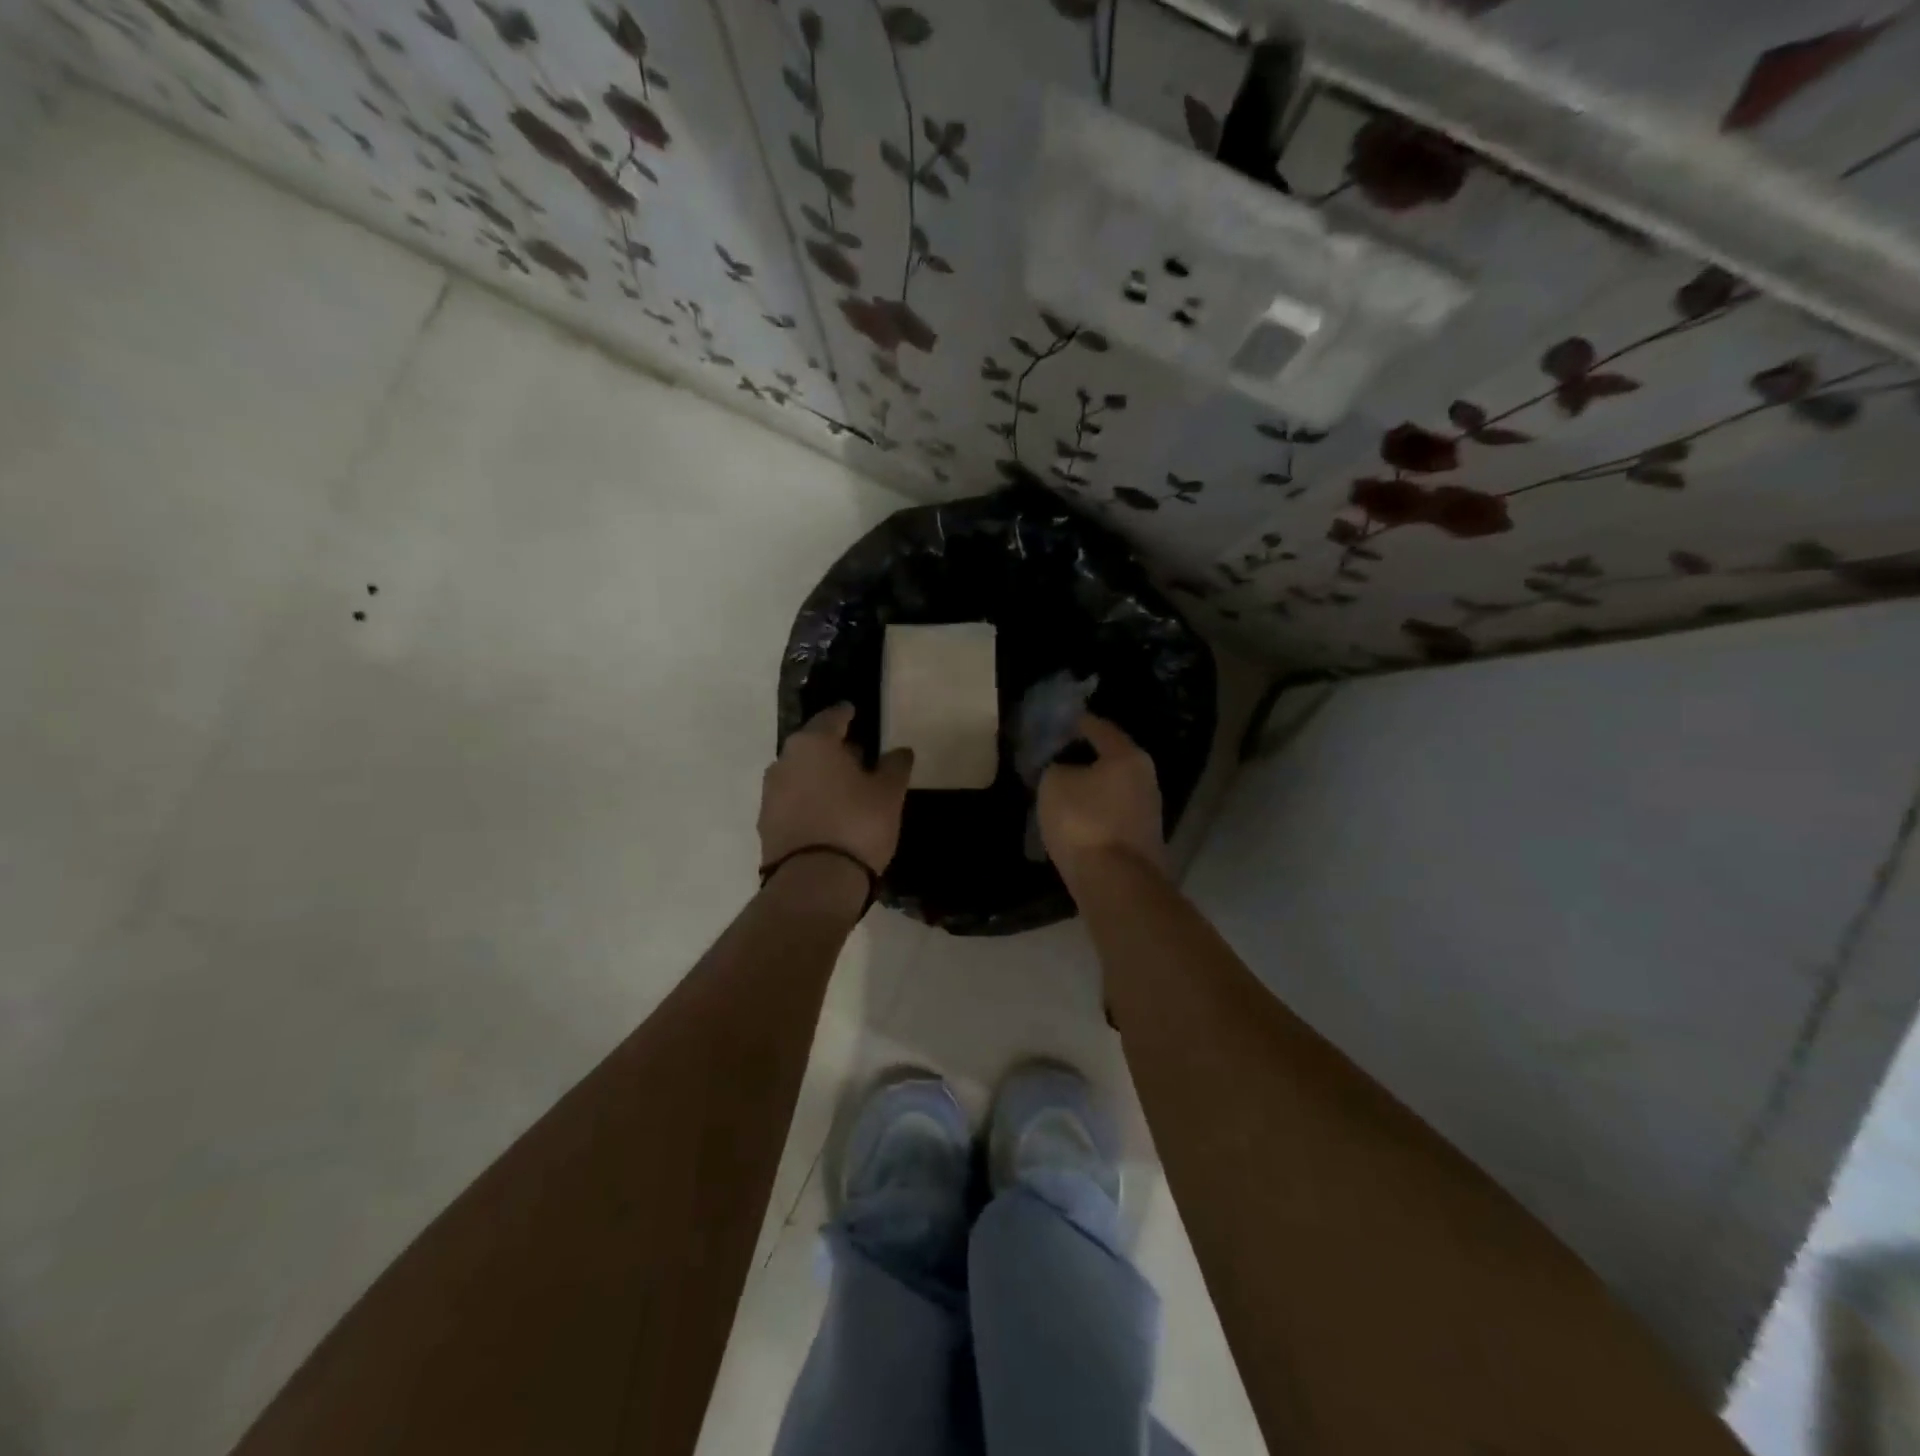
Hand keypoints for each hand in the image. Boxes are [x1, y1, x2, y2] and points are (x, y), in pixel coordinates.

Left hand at [760, 704, 913, 877]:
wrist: (814, 883)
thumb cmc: (857, 825)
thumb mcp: (888, 794)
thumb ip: (895, 766)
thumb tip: (900, 751)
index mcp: (813, 744)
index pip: (832, 718)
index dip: (846, 714)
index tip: (854, 712)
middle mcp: (784, 761)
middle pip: (812, 746)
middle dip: (833, 749)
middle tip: (857, 756)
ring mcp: (770, 793)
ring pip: (799, 774)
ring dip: (819, 777)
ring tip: (844, 790)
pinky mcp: (766, 824)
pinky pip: (792, 801)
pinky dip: (808, 801)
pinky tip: (827, 816)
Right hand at [1038, 713, 1164, 884]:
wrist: (1116, 884)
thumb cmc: (1084, 822)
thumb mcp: (1054, 784)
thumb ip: (1057, 768)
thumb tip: (1065, 771)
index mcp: (1128, 756)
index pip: (1100, 728)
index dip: (1078, 722)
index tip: (1060, 721)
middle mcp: (1145, 779)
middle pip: (1112, 760)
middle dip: (1085, 757)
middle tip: (1057, 757)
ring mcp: (1148, 813)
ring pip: (1113, 790)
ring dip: (1091, 789)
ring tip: (1062, 790)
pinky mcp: (1142, 842)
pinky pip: (1112, 816)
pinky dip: (1095, 814)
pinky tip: (1076, 820)